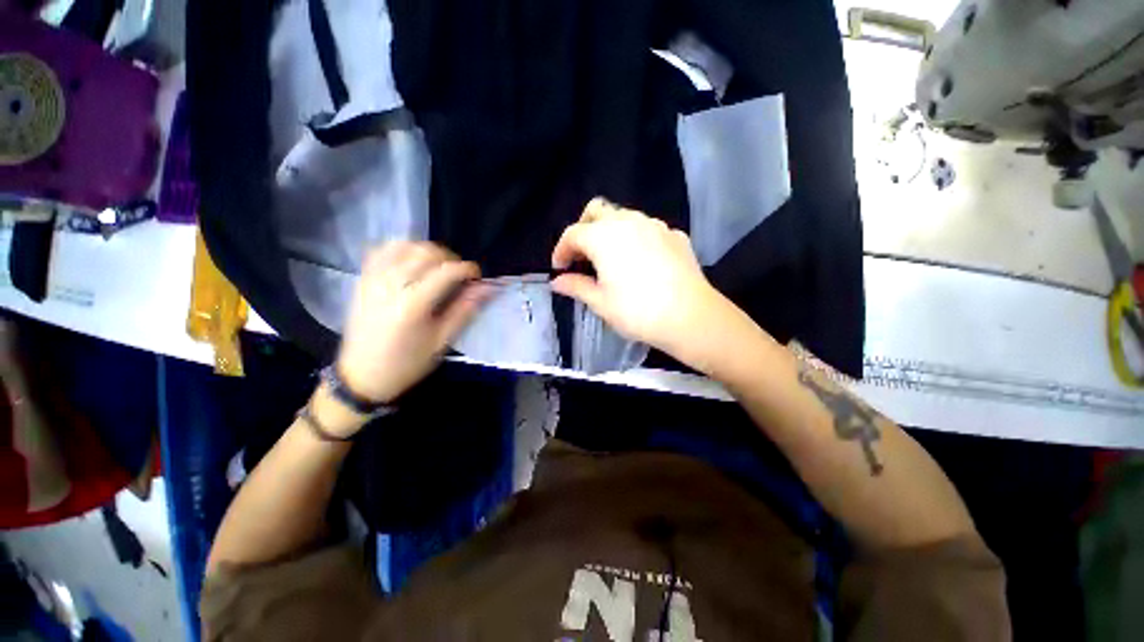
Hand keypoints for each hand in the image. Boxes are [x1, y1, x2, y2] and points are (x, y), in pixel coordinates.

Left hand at [336, 242, 489, 407]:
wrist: (362, 376)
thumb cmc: (407, 363)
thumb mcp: (441, 342)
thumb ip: (464, 311)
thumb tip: (486, 289)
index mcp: (413, 305)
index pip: (446, 271)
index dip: (467, 269)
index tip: (477, 277)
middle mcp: (391, 286)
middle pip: (425, 253)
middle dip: (449, 258)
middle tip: (458, 275)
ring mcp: (373, 280)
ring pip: (403, 247)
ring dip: (426, 251)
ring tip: (437, 267)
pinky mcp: (363, 281)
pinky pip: (381, 252)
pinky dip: (400, 249)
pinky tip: (411, 261)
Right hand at [551, 198, 758, 372]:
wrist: (690, 317)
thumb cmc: (637, 311)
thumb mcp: (600, 302)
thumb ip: (576, 286)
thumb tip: (556, 282)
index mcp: (604, 236)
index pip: (573, 234)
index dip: (561, 250)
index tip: (559, 268)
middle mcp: (628, 221)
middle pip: (597, 210)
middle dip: (583, 229)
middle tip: (582, 255)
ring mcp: (655, 225)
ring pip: (624, 216)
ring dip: (610, 231)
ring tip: (611, 259)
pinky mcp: (675, 235)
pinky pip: (648, 229)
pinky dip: (636, 238)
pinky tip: (641, 261)